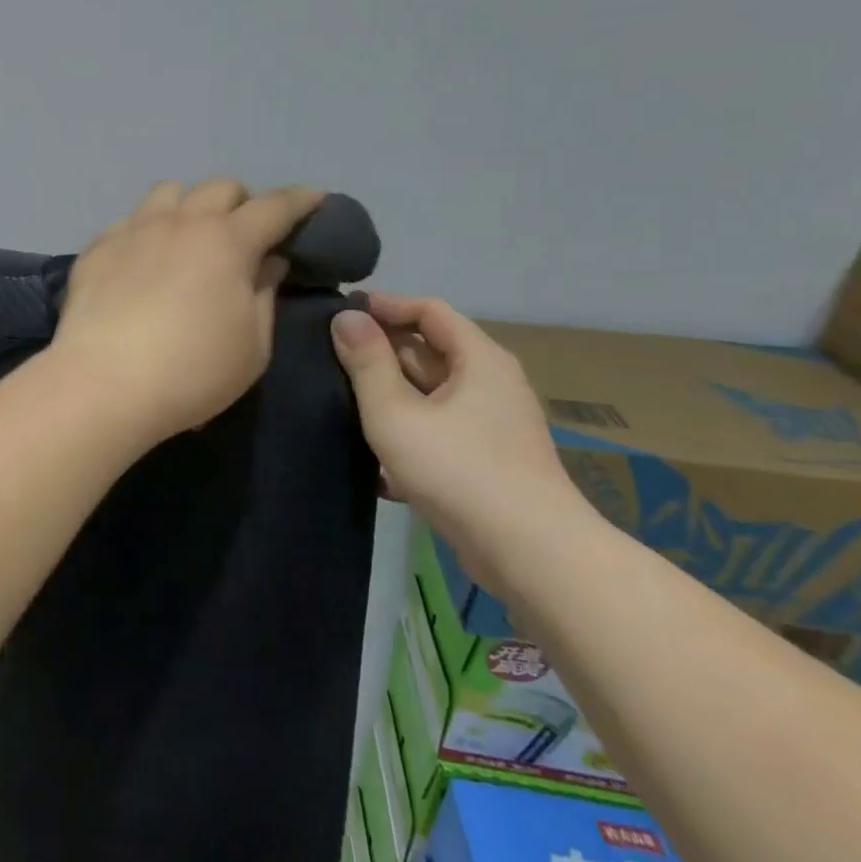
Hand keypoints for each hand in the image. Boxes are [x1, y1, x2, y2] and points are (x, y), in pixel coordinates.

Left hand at [50, 179, 324, 448]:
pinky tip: (142, 261)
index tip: (315, 200)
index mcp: (227, 241)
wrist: (103, 384)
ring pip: (168, 193)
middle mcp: (180, 222)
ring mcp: (133, 230)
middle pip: (219, 187)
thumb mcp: (252, 346)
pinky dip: (146, 232)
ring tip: (189, 236)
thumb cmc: (192, 372)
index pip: (274, 206)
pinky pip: (128, 222)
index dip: (300, 201)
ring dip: (189, 206)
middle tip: (245, 232)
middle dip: (242, 201)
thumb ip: (264, 295)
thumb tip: (268, 262)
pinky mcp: (97, 248)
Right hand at [331, 293, 595, 596]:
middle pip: (430, 351)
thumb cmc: (459, 470)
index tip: (341, 315)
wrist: (531, 554)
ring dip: (390, 395)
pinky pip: (440, 429)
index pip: (429, 310)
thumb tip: (345, 318)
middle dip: (382, 352)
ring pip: (432, 394)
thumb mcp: (395, 413)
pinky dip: (408, 431)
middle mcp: (492, 383)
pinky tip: (375, 459)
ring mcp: (492, 425)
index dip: (385, 307)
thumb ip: (367, 363)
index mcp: (479, 359)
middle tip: (330, 357)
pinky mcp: (487, 461)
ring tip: (341, 402)